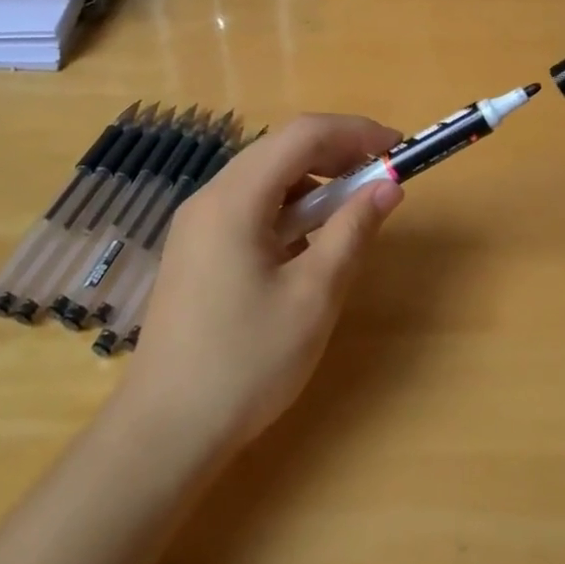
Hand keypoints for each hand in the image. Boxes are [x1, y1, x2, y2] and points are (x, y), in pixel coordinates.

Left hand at [120, 114, 403, 448]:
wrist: (166, 432)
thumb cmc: (246, 362)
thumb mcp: (314, 296)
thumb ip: (353, 231)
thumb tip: (389, 186)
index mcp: (234, 200)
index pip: (302, 135)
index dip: (356, 131)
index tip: (398, 149)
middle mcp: (210, 199)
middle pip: (281, 149)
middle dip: (337, 152)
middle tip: (381, 177)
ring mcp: (197, 225)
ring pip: (265, 178)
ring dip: (314, 181)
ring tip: (351, 211)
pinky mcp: (197, 251)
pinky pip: (250, 207)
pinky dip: (288, 208)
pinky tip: (309, 244)